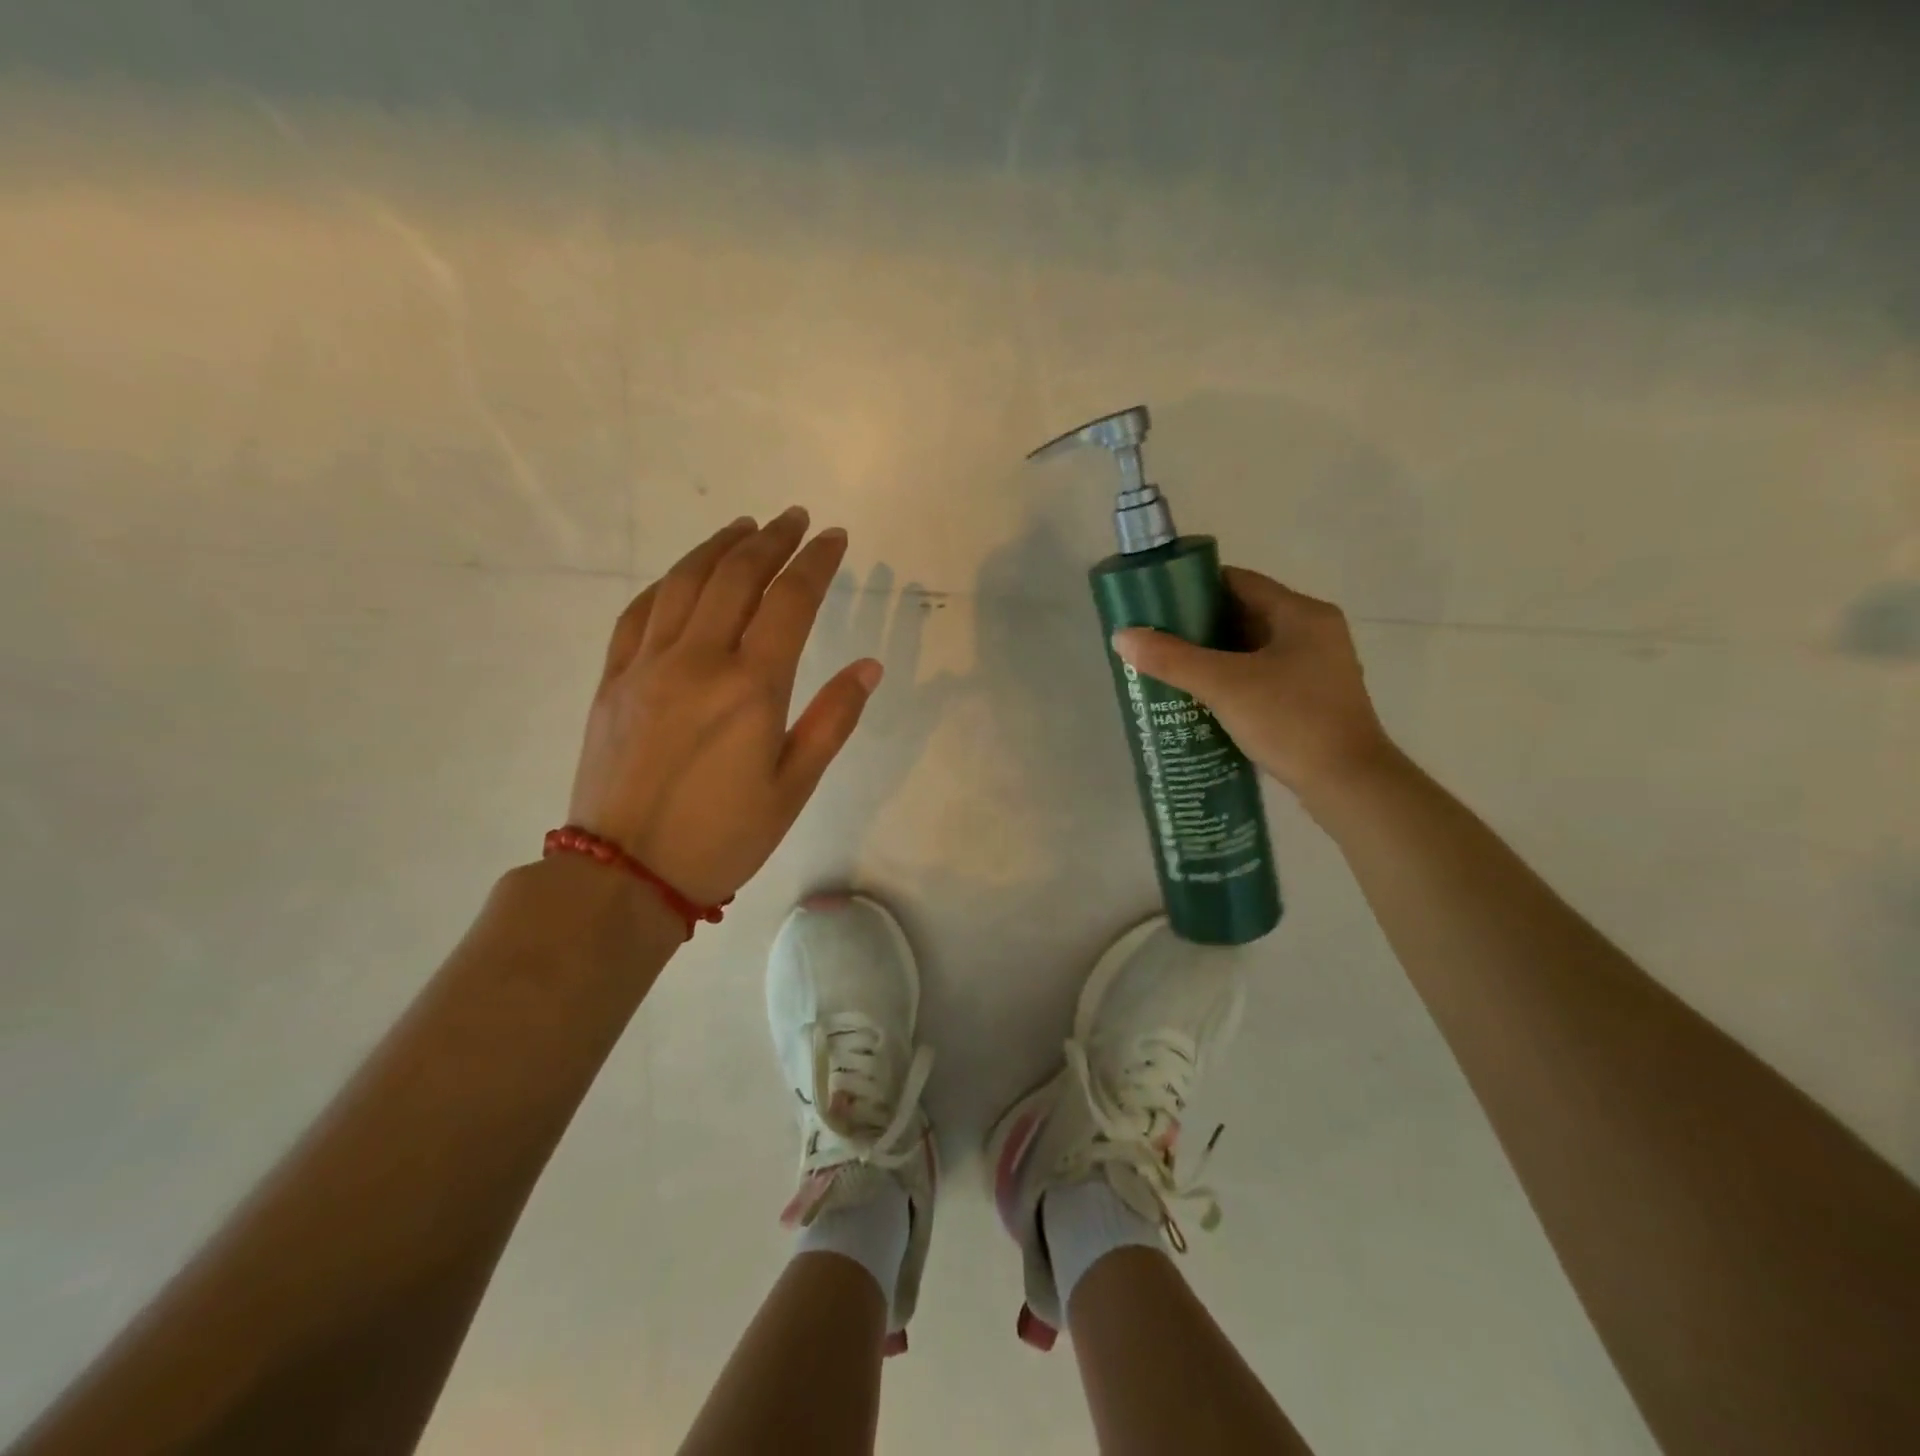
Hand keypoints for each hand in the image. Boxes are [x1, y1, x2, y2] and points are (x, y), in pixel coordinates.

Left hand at [567, 508, 880, 904]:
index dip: (816, 562)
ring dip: (719, 546)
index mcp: (751, 688)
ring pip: (686, 582)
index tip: (834, 537)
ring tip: (746, 527)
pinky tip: (684, 574)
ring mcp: (647, 665)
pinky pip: (640, 612)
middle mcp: (698, 661)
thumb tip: (869, 666)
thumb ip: (832, 720)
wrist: (624, 874)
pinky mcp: (613, 680)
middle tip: (795, 519)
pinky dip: (669, 582)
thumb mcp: (793, 787)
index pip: (791, 601)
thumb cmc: (723, 837)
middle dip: (772, 540)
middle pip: (737, 576)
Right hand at [1111, 567, 1393, 801]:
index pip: (1239, 582)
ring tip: (1168, 668)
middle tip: (1155, 638)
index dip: (1194, 586)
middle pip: (1244, 614)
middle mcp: (1314, 632)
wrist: (1348, 784)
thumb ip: (1172, 659)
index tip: (1156, 601)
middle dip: (1197, 626)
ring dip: (1212, 656)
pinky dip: (1230, 680)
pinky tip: (1200, 698)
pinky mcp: (1312, 699)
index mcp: (1302, 614)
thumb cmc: (1291, 721)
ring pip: (1252, 649)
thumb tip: (1123, 636)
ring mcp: (1317, 668)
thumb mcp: (1224, 686)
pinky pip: (1261, 676)